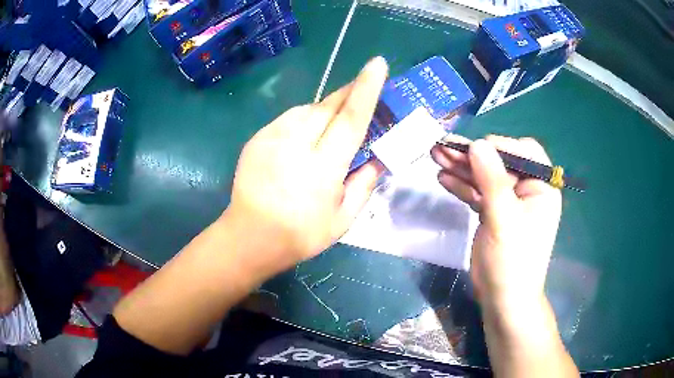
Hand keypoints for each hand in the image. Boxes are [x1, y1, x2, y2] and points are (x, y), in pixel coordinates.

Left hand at [224, 57, 387, 268]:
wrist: (249, 236)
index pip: (350, 118)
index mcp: (323, 167)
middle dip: (348, 93)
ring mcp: (272, 137)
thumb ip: (364, 184)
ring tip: (330, 128)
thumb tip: (377, 159)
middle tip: (362, 90)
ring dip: (325, 110)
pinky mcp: (257, 138)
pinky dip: (303, 120)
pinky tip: (303, 139)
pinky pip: (289, 118)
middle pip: (328, 106)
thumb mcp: (343, 220)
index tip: (377, 64)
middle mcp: (296, 144)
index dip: (366, 88)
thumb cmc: (300, 234)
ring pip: (308, 108)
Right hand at [431, 135, 561, 314]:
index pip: (524, 152)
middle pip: (499, 163)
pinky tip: (443, 178)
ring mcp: (509, 202)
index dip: (499, 146)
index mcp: (541, 188)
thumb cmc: (511, 262)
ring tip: (436, 156)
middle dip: (472, 155)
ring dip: (461, 168)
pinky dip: (462, 186)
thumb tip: (478, 144)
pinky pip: (478, 194)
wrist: (502, 300)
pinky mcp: (494, 214)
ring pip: (485, 177)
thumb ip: (492, 181)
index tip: (472, 150)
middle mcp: (527, 190)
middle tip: (443, 147)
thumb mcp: (504, 220)